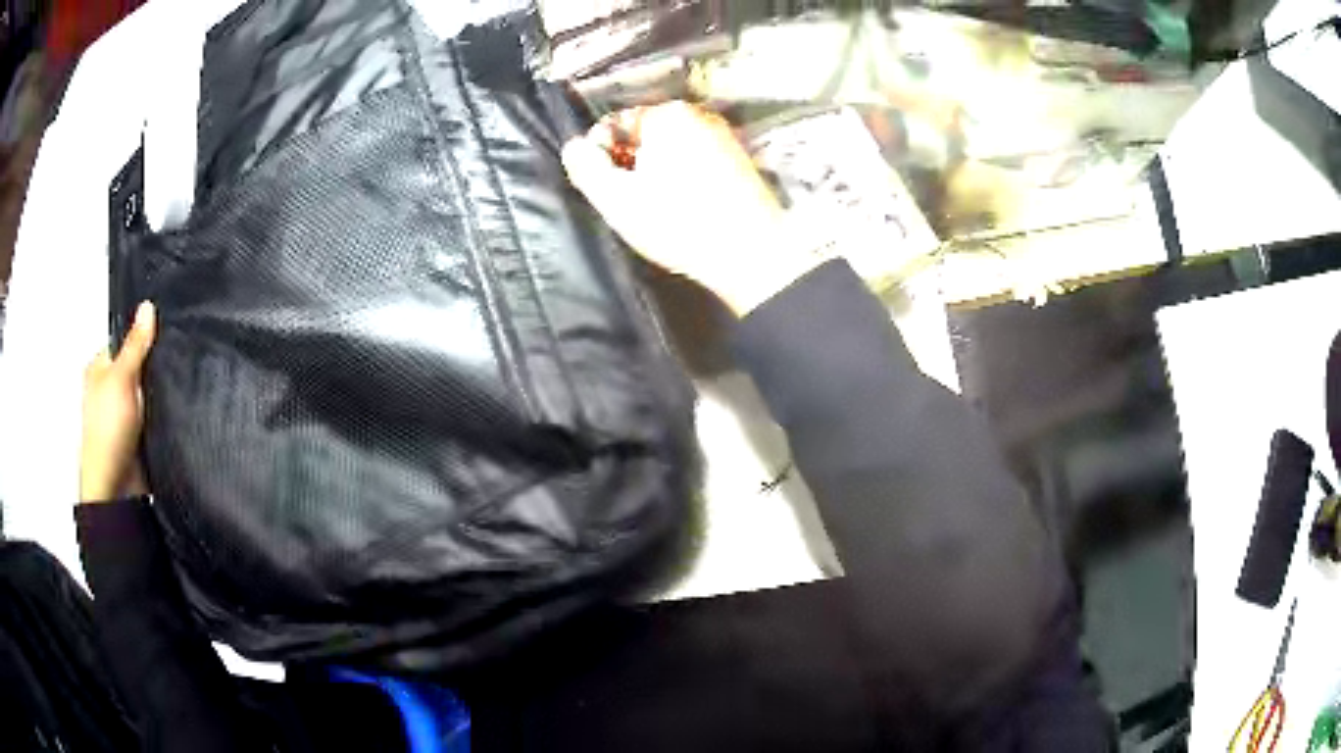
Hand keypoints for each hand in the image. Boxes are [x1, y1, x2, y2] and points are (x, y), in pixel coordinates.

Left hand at [80, 301, 156, 502]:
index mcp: (100, 369)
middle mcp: (110, 390)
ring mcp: (124, 416)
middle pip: (138, 365)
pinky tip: (174, 410)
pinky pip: (155, 416)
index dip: (145, 333)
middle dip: (154, 365)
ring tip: (176, 384)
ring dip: (159, 392)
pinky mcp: (139, 437)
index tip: (166, 329)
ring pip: (148, 392)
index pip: (125, 339)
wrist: (117, 490)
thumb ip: (136, 344)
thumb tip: (147, 307)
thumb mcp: (122, 377)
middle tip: (172, 358)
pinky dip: (163, 414)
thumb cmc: (107, 434)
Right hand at [562, 101, 820, 314]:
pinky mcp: (740, 160)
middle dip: (630, 164)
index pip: (613, 125)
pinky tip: (685, 208)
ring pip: (671, 150)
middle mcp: (698, 115)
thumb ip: (586, 168)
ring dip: (656, 174)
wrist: (751, 252)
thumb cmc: (679, 222)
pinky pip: (696, 161)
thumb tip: (574, 147)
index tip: (606, 188)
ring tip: (659, 209)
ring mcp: (723, 136)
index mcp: (666, 115)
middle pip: (644, 135)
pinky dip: (684, 179)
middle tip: (631, 202)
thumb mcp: (616, 198)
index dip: (600, 156)